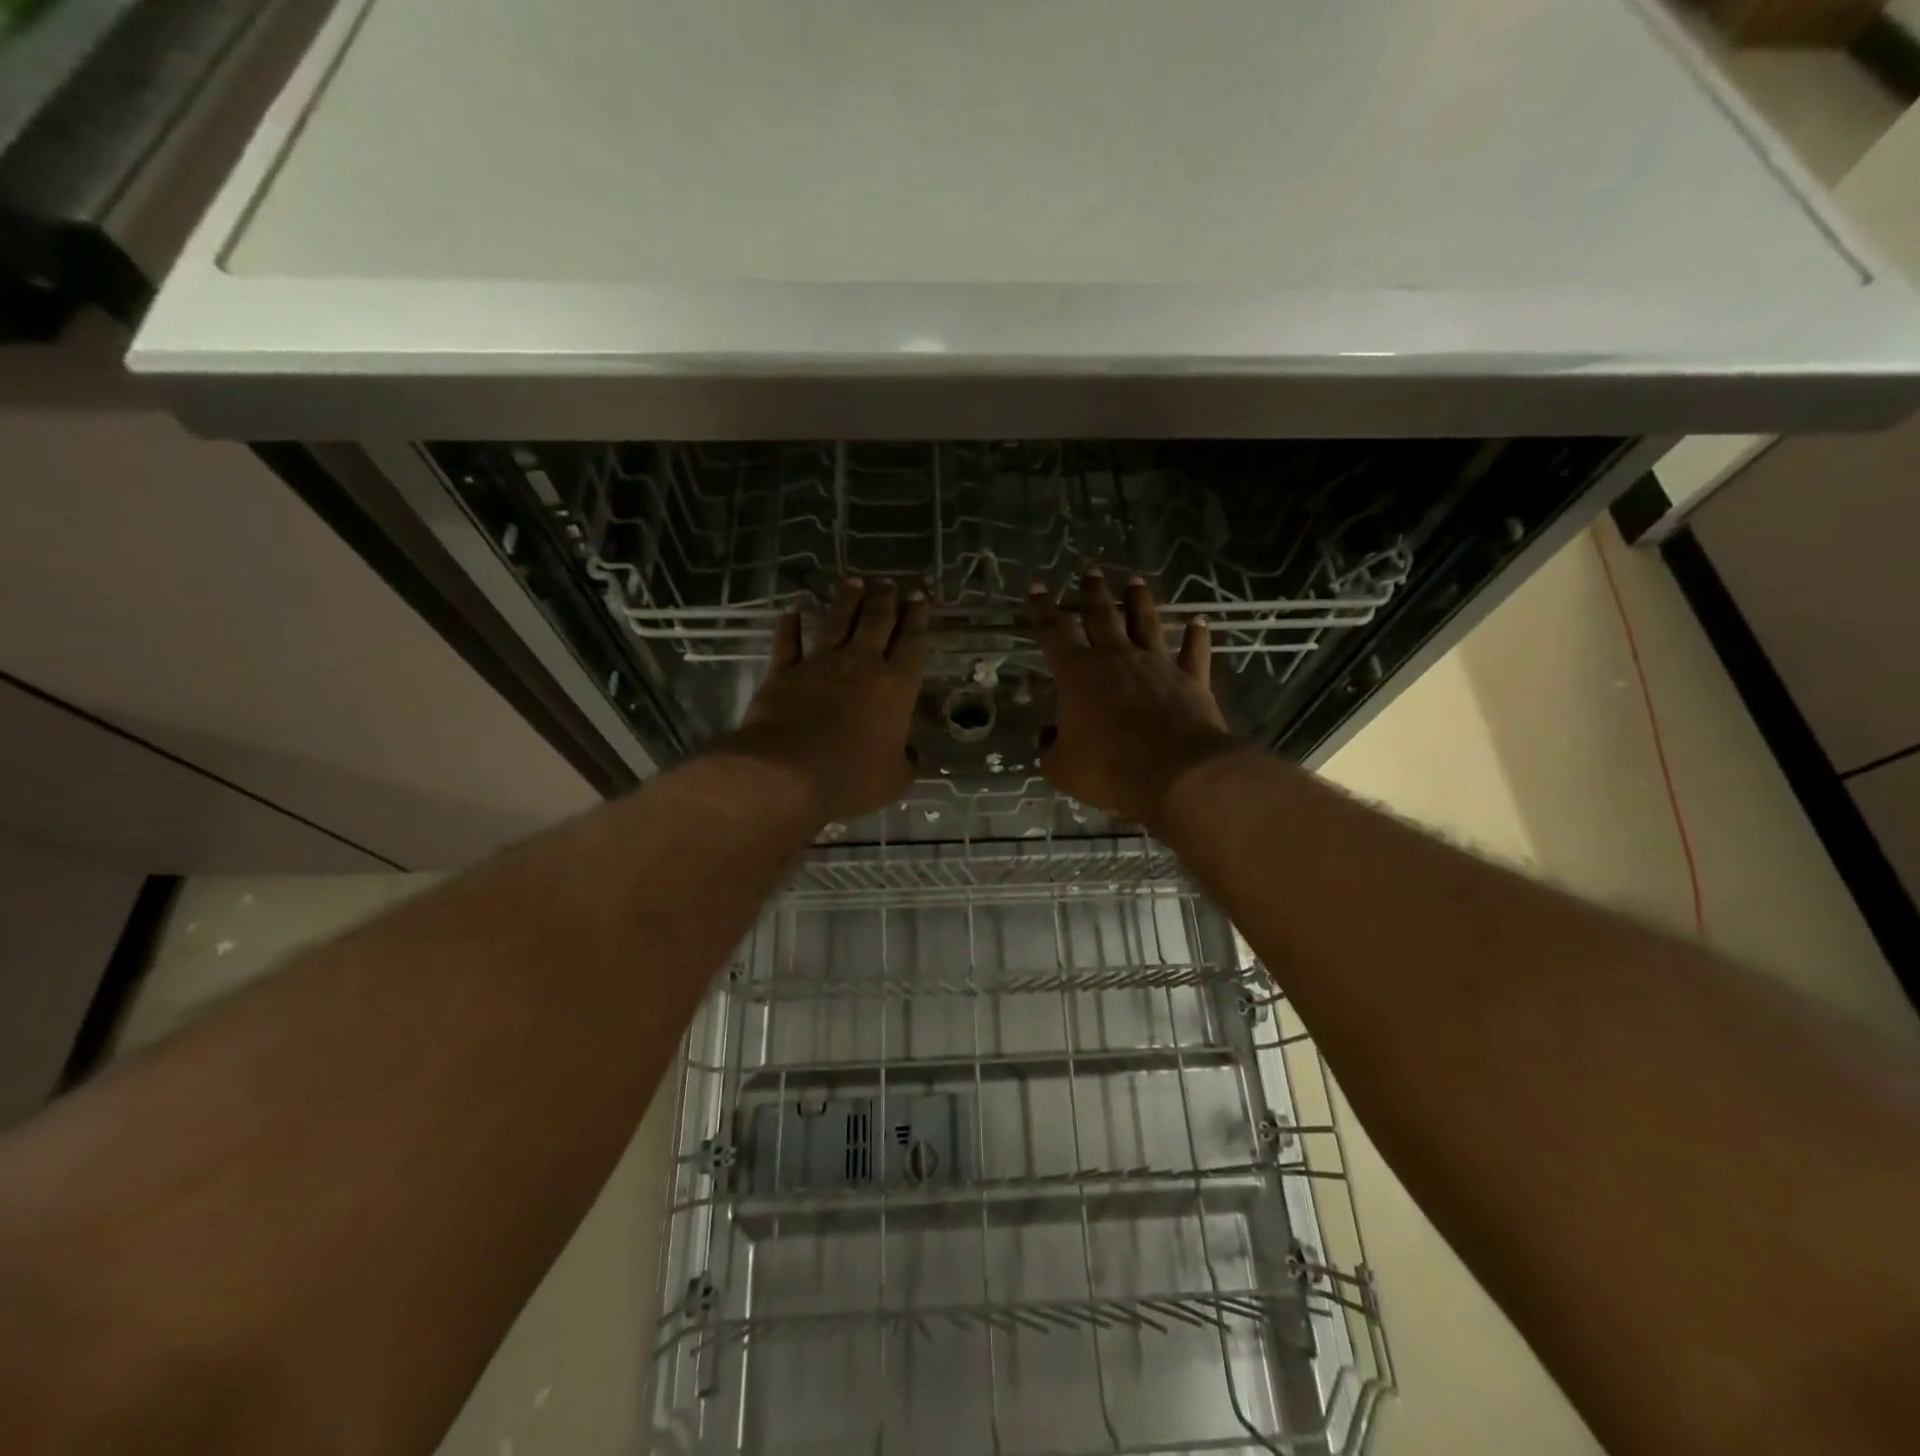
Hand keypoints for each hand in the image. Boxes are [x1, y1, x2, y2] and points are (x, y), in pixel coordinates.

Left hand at [716, 579, 929, 821]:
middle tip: (888, 584)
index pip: (912, 644)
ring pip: (836, 621)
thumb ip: (906, 762)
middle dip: (885, 600)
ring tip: (854, 582)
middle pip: (876, 622)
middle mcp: (860, 665)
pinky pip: (788, 641)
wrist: (786, 775)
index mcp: (896, 688)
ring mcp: (819, 665)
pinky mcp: (784, 672)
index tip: (920, 597)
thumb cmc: (851, 779)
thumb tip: (912, 755)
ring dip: (846, 600)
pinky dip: (790, 623)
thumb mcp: (894, 779)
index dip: (918, 618)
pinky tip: (794, 609)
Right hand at [1031, 572, 1244, 825]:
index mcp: (1078, 674)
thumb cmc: (1110, 769)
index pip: (1053, 632)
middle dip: (1093, 593)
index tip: (1037, 587)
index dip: (1042, 609)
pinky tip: (1200, 622)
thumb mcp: (1062, 768)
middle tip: (1090, 572)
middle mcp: (1117, 658)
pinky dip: (1197, 635)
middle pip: (1102, 615)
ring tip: (1135, 581)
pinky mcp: (1192, 680)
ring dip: (1139, 601)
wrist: (1178, 774)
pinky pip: (1195, 651)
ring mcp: (1158, 665)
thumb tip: (1050, 737)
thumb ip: (1051, 749)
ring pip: (1146, 622)